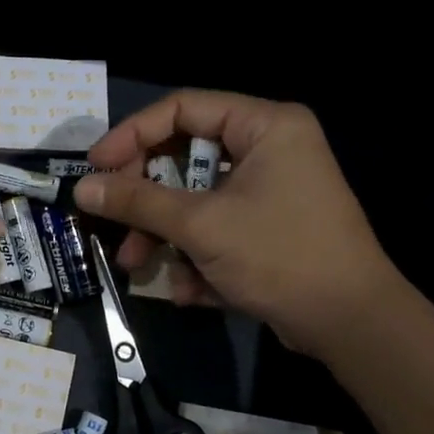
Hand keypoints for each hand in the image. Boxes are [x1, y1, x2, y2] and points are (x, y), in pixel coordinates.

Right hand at [74, 91, 402, 358]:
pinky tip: (189, 290)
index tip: (96, 167)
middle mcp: (269, 148)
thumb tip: (81, 188)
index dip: (132, 135)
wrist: (351, 324)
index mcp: (264, 127)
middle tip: (114, 221)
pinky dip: (195, 255)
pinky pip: (215, 227)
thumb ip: (138, 201)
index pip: (182, 109)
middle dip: (146, 199)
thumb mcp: (201, 225)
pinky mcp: (266, 228)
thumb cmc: (279, 256)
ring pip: (195, 198)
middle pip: (184, 157)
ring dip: (163, 235)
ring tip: (139, 267)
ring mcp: (269, 190)